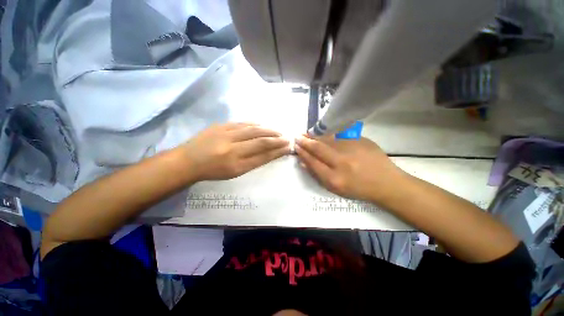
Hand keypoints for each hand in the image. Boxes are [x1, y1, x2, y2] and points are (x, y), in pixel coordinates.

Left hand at [182, 123, 290, 180]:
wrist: (188, 161)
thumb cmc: (213, 171)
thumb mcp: (235, 172)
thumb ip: (253, 162)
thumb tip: (270, 153)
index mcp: (237, 164)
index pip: (263, 156)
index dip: (277, 151)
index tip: (287, 148)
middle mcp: (233, 149)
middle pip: (260, 141)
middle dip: (276, 139)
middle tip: (286, 138)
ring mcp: (226, 135)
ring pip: (253, 130)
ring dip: (268, 130)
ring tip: (277, 131)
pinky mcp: (221, 126)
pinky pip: (242, 123)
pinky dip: (255, 124)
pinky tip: (262, 125)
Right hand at [295, 136, 405, 201]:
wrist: (386, 182)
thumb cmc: (358, 189)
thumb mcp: (335, 189)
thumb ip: (317, 175)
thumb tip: (303, 162)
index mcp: (335, 178)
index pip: (312, 162)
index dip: (302, 153)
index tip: (296, 147)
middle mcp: (342, 162)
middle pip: (318, 148)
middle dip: (306, 142)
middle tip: (297, 137)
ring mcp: (353, 149)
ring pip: (328, 139)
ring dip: (315, 136)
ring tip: (306, 133)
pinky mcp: (361, 140)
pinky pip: (340, 135)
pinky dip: (329, 134)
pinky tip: (323, 133)